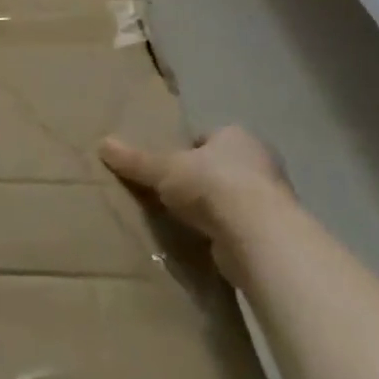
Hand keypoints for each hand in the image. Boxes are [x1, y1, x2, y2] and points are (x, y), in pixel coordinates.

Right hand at [100, 125, 291, 264]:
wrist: (260, 236)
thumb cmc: (212, 185)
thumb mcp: (163, 168)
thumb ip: (135, 159)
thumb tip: (102, 144)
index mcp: (237, 136)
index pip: (207, 138)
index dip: (187, 151)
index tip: (167, 167)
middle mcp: (261, 162)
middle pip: (222, 167)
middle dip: (201, 179)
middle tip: (171, 193)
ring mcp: (273, 199)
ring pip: (233, 198)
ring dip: (214, 209)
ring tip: (184, 220)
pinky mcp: (275, 234)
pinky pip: (241, 227)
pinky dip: (225, 233)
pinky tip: (205, 242)